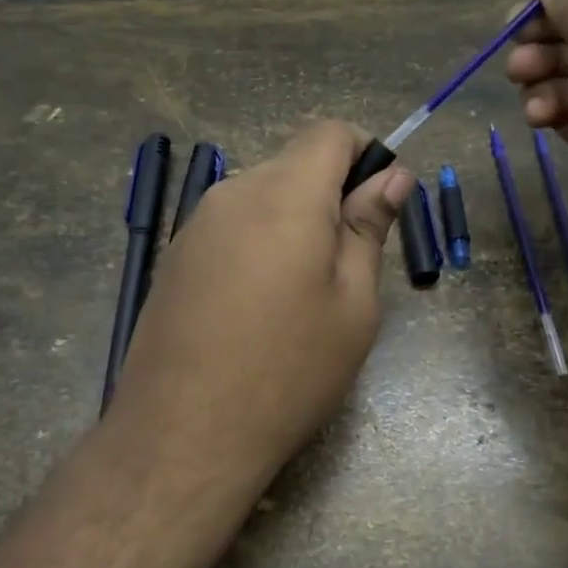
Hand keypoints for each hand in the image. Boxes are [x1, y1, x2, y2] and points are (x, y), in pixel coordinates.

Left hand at [104, 121, 411, 519]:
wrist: (183, 435)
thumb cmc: (289, 370)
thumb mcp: (353, 304)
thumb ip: (369, 227)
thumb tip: (392, 176)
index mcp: (285, 195)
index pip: (329, 132)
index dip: (364, 154)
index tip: (379, 204)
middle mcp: (233, 193)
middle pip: (294, 164)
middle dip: (331, 194)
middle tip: (348, 265)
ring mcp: (195, 224)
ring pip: (262, 196)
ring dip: (294, 222)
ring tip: (302, 295)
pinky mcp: (175, 257)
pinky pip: (232, 226)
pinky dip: (260, 243)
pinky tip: (259, 307)